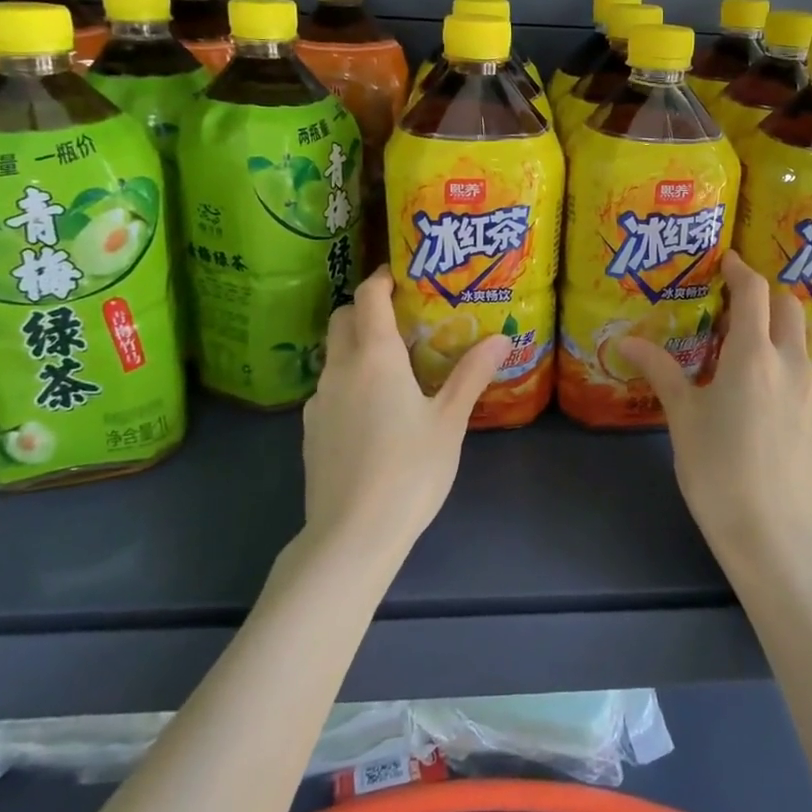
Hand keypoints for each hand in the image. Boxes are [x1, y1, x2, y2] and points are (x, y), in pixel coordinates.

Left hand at [300, 268, 510, 562]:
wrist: (351, 536)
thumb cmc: (409, 471)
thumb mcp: (449, 421)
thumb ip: (471, 374)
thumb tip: (501, 338)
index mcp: (374, 358)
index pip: (369, 297)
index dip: (383, 279)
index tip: (403, 275)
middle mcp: (339, 370)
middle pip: (343, 319)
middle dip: (367, 307)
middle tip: (402, 316)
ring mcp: (318, 401)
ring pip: (334, 354)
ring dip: (357, 345)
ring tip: (394, 364)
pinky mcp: (310, 431)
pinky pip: (330, 388)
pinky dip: (349, 380)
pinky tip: (374, 410)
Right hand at [619, 251, 811, 574]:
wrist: (771, 532)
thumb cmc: (716, 468)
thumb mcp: (682, 416)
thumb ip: (660, 370)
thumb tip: (625, 341)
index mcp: (752, 355)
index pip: (753, 292)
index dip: (741, 270)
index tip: (728, 262)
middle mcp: (793, 363)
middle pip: (789, 308)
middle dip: (766, 298)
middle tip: (740, 309)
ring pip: (802, 347)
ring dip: (780, 341)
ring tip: (754, 368)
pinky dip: (793, 377)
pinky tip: (775, 408)